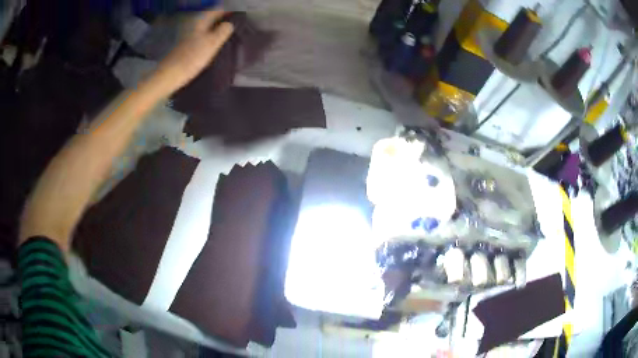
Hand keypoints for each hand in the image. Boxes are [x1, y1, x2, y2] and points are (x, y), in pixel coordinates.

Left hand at [151, 9, 234, 94]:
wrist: (170, 75)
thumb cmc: (192, 58)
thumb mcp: (212, 43)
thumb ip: (224, 30)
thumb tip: (230, 23)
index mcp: (201, 21)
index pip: (218, 9)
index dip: (229, 11)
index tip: (240, 18)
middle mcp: (194, 25)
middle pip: (212, 18)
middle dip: (224, 20)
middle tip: (236, 27)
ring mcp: (189, 36)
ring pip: (207, 28)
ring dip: (217, 30)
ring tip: (229, 37)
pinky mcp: (186, 46)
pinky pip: (202, 37)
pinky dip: (210, 39)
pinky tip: (216, 47)